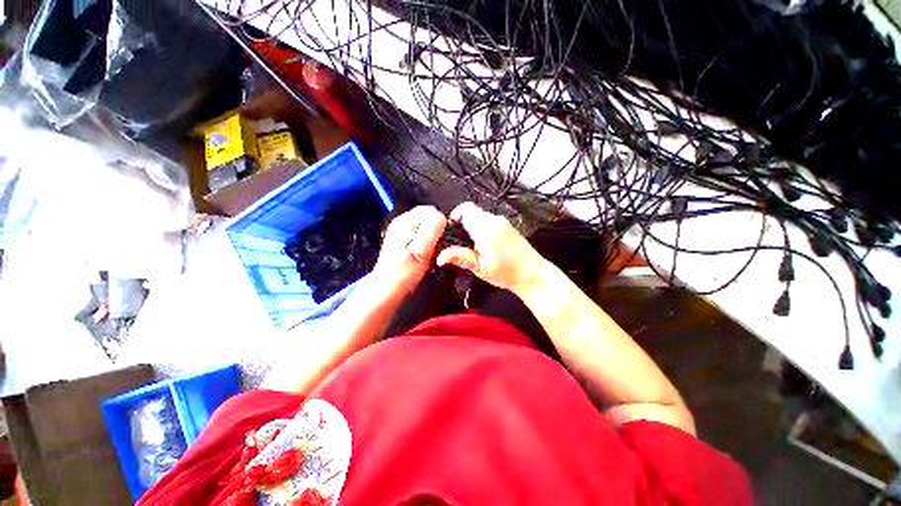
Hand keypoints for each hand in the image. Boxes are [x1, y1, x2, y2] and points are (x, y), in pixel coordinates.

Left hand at [373, 205, 446, 291]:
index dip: (440, 225)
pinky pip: (422, 235)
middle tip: (435, 249)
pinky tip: (425, 256)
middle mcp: (402, 222)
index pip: (432, 211)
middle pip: (430, 218)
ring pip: (427, 227)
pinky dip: (427, 244)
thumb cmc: (403, 272)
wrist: (387, 289)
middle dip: (437, 232)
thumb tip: (442, 217)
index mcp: (405, 221)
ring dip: (433, 239)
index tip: (441, 241)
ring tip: (430, 254)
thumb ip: (432, 230)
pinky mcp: (403, 240)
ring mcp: (402, 231)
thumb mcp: (421, 250)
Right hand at [436, 202, 546, 291]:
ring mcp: (503, 222)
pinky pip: (489, 221)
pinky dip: (482, 229)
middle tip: (460, 242)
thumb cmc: (507, 272)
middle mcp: (495, 220)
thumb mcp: (479, 267)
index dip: (454, 216)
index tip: (450, 229)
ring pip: (480, 217)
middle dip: (463, 224)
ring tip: (473, 246)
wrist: (532, 275)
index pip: (465, 209)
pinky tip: (484, 245)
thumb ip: (460, 257)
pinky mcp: (508, 226)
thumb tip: (440, 256)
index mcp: (486, 228)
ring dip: (473, 227)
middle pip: (472, 212)